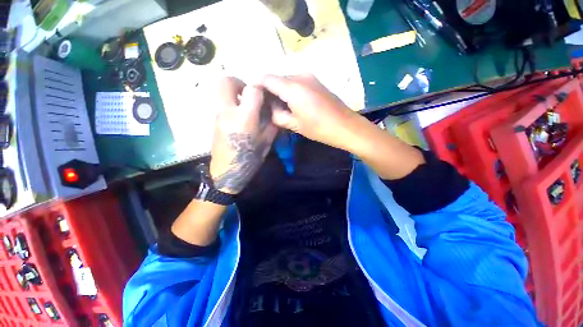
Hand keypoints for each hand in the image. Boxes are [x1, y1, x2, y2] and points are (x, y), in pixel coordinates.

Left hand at [210, 77, 277, 193]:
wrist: (227, 171)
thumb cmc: (250, 158)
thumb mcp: (266, 142)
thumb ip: (271, 124)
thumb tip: (273, 110)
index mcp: (245, 117)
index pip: (252, 89)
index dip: (261, 89)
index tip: (265, 96)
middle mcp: (228, 111)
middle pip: (227, 81)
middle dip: (240, 83)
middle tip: (250, 96)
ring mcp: (218, 115)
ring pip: (223, 93)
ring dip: (236, 95)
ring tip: (247, 109)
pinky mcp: (214, 121)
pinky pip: (222, 105)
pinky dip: (232, 106)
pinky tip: (240, 120)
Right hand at [261, 74, 360, 150]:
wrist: (345, 126)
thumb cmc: (319, 128)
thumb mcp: (294, 125)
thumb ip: (277, 115)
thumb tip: (270, 109)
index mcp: (292, 87)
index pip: (266, 78)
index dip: (256, 85)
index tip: (252, 96)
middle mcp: (300, 76)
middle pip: (277, 78)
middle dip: (269, 90)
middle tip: (265, 106)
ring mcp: (309, 77)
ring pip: (286, 80)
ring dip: (279, 91)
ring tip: (278, 106)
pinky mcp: (316, 81)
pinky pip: (296, 82)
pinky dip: (289, 90)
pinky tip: (291, 103)